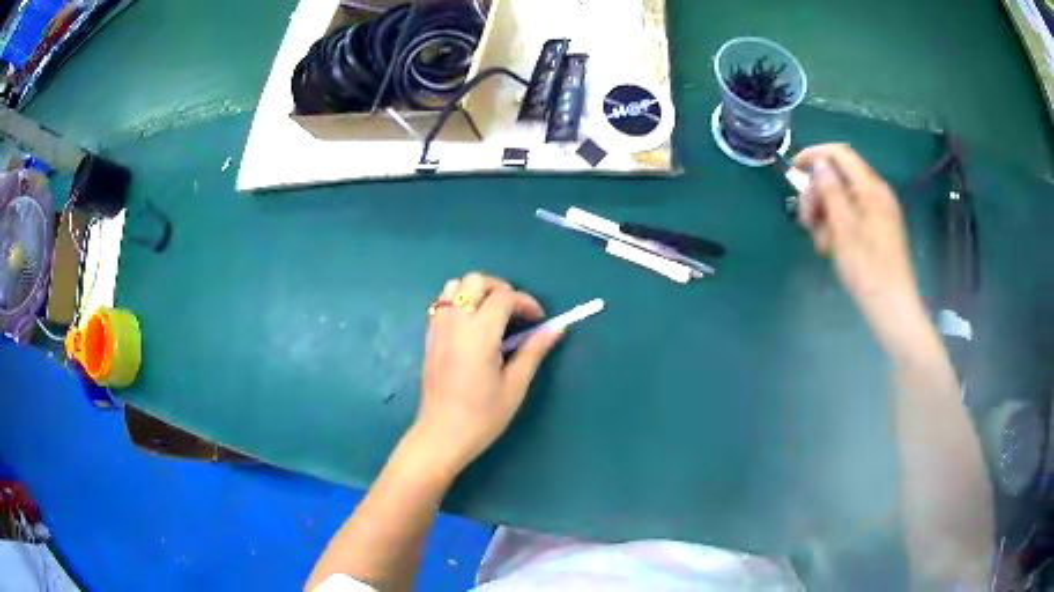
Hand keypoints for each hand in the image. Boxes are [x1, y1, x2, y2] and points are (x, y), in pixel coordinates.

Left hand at [412, 272, 561, 474]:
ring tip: (492, 315)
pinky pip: (441, 304)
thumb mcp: (515, 386)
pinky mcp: (429, 338)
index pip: (504, 297)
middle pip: (475, 280)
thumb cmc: (482, 417)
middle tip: (516, 312)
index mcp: (479, 334)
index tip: (539, 320)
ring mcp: (438, 328)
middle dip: (500, 288)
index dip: (526, 303)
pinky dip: (458, 302)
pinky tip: (471, 326)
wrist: (441, 436)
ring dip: (476, 291)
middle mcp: (455, 323)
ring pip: (453, 287)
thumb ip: (534, 351)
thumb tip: (556, 328)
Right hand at [795, 144, 937, 359]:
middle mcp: (876, 195)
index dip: (815, 155)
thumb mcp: (844, 230)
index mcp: (871, 189)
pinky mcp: (877, 231)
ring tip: (819, 243)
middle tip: (806, 221)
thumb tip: (820, 165)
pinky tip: (831, 249)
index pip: (841, 154)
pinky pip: (852, 216)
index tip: (794, 170)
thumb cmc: (868, 270)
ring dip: (825, 214)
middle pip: (839, 177)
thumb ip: (831, 192)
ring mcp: (878, 213)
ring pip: (843, 199)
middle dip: (818, 193)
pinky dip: (837, 227)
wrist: (892, 309)